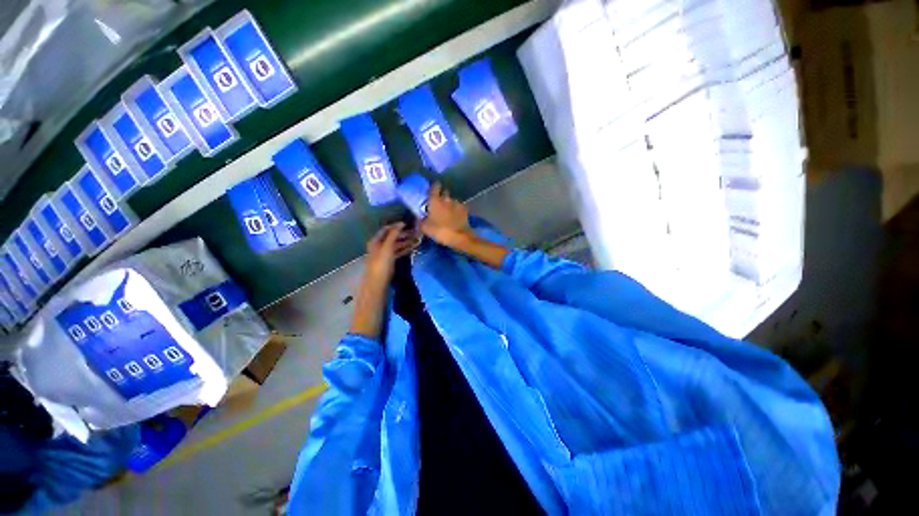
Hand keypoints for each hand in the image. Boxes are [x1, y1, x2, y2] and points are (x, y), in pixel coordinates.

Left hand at [364, 222, 418, 285]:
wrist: (378, 282)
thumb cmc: (381, 263)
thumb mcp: (387, 247)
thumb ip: (394, 234)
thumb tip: (401, 223)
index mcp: (376, 240)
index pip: (386, 229)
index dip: (396, 226)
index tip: (408, 224)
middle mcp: (380, 245)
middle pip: (392, 237)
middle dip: (404, 234)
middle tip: (415, 232)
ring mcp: (385, 253)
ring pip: (397, 245)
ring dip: (406, 242)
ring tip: (417, 239)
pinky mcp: (390, 260)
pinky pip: (398, 252)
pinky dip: (405, 249)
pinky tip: (413, 247)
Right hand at [420, 183, 470, 245]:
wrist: (459, 236)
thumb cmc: (440, 230)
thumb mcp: (424, 228)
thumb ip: (420, 221)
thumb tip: (418, 219)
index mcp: (435, 200)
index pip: (434, 187)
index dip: (434, 187)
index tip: (433, 189)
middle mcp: (446, 199)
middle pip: (445, 192)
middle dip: (442, 196)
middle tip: (439, 204)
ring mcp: (457, 203)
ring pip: (452, 200)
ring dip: (450, 204)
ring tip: (448, 212)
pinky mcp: (465, 210)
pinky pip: (459, 207)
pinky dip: (457, 210)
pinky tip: (456, 217)